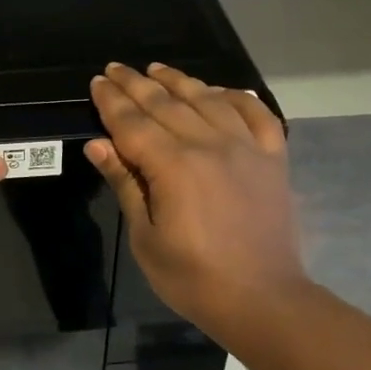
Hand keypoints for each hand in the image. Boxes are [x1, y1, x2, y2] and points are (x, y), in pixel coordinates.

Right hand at [86, 62, 308, 345]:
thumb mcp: (145, 237)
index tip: (96, 82)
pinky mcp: (274, 159)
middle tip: (116, 69)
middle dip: (137, 84)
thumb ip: (126, 184)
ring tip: (157, 69)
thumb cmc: (193, 277)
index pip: (133, 123)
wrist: (263, 300)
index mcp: (173, 166)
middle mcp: (210, 145)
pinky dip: (238, 98)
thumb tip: (97, 144)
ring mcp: (246, 149)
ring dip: (180, 82)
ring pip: (208, 100)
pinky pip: (257, 115)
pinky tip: (221, 91)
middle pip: (166, 104)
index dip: (112, 101)